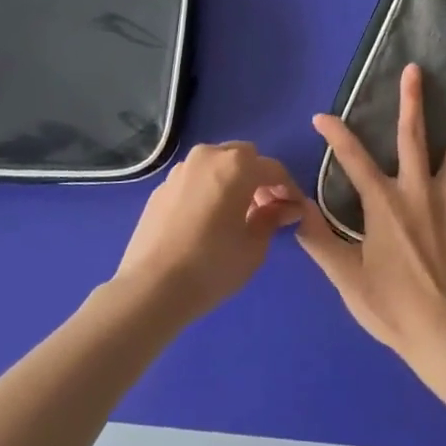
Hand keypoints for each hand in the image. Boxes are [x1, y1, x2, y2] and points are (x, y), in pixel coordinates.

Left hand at [116, 142, 303, 321]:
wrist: (150, 288)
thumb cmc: (212, 266)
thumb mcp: (254, 247)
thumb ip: (272, 218)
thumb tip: (285, 208)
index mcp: (237, 165)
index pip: (273, 169)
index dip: (288, 188)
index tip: (294, 209)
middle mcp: (208, 157)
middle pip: (244, 157)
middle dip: (257, 177)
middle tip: (264, 207)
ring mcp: (181, 170)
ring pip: (216, 164)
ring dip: (231, 180)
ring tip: (234, 212)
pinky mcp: (160, 187)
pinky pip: (194, 180)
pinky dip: (207, 190)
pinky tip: (206, 219)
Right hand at [298, 64, 445, 362]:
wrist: (444, 333)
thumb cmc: (391, 306)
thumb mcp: (345, 276)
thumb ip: (318, 238)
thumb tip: (291, 206)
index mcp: (383, 203)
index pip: (353, 160)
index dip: (336, 136)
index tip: (322, 116)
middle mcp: (417, 191)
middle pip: (413, 137)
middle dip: (412, 101)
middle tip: (416, 69)